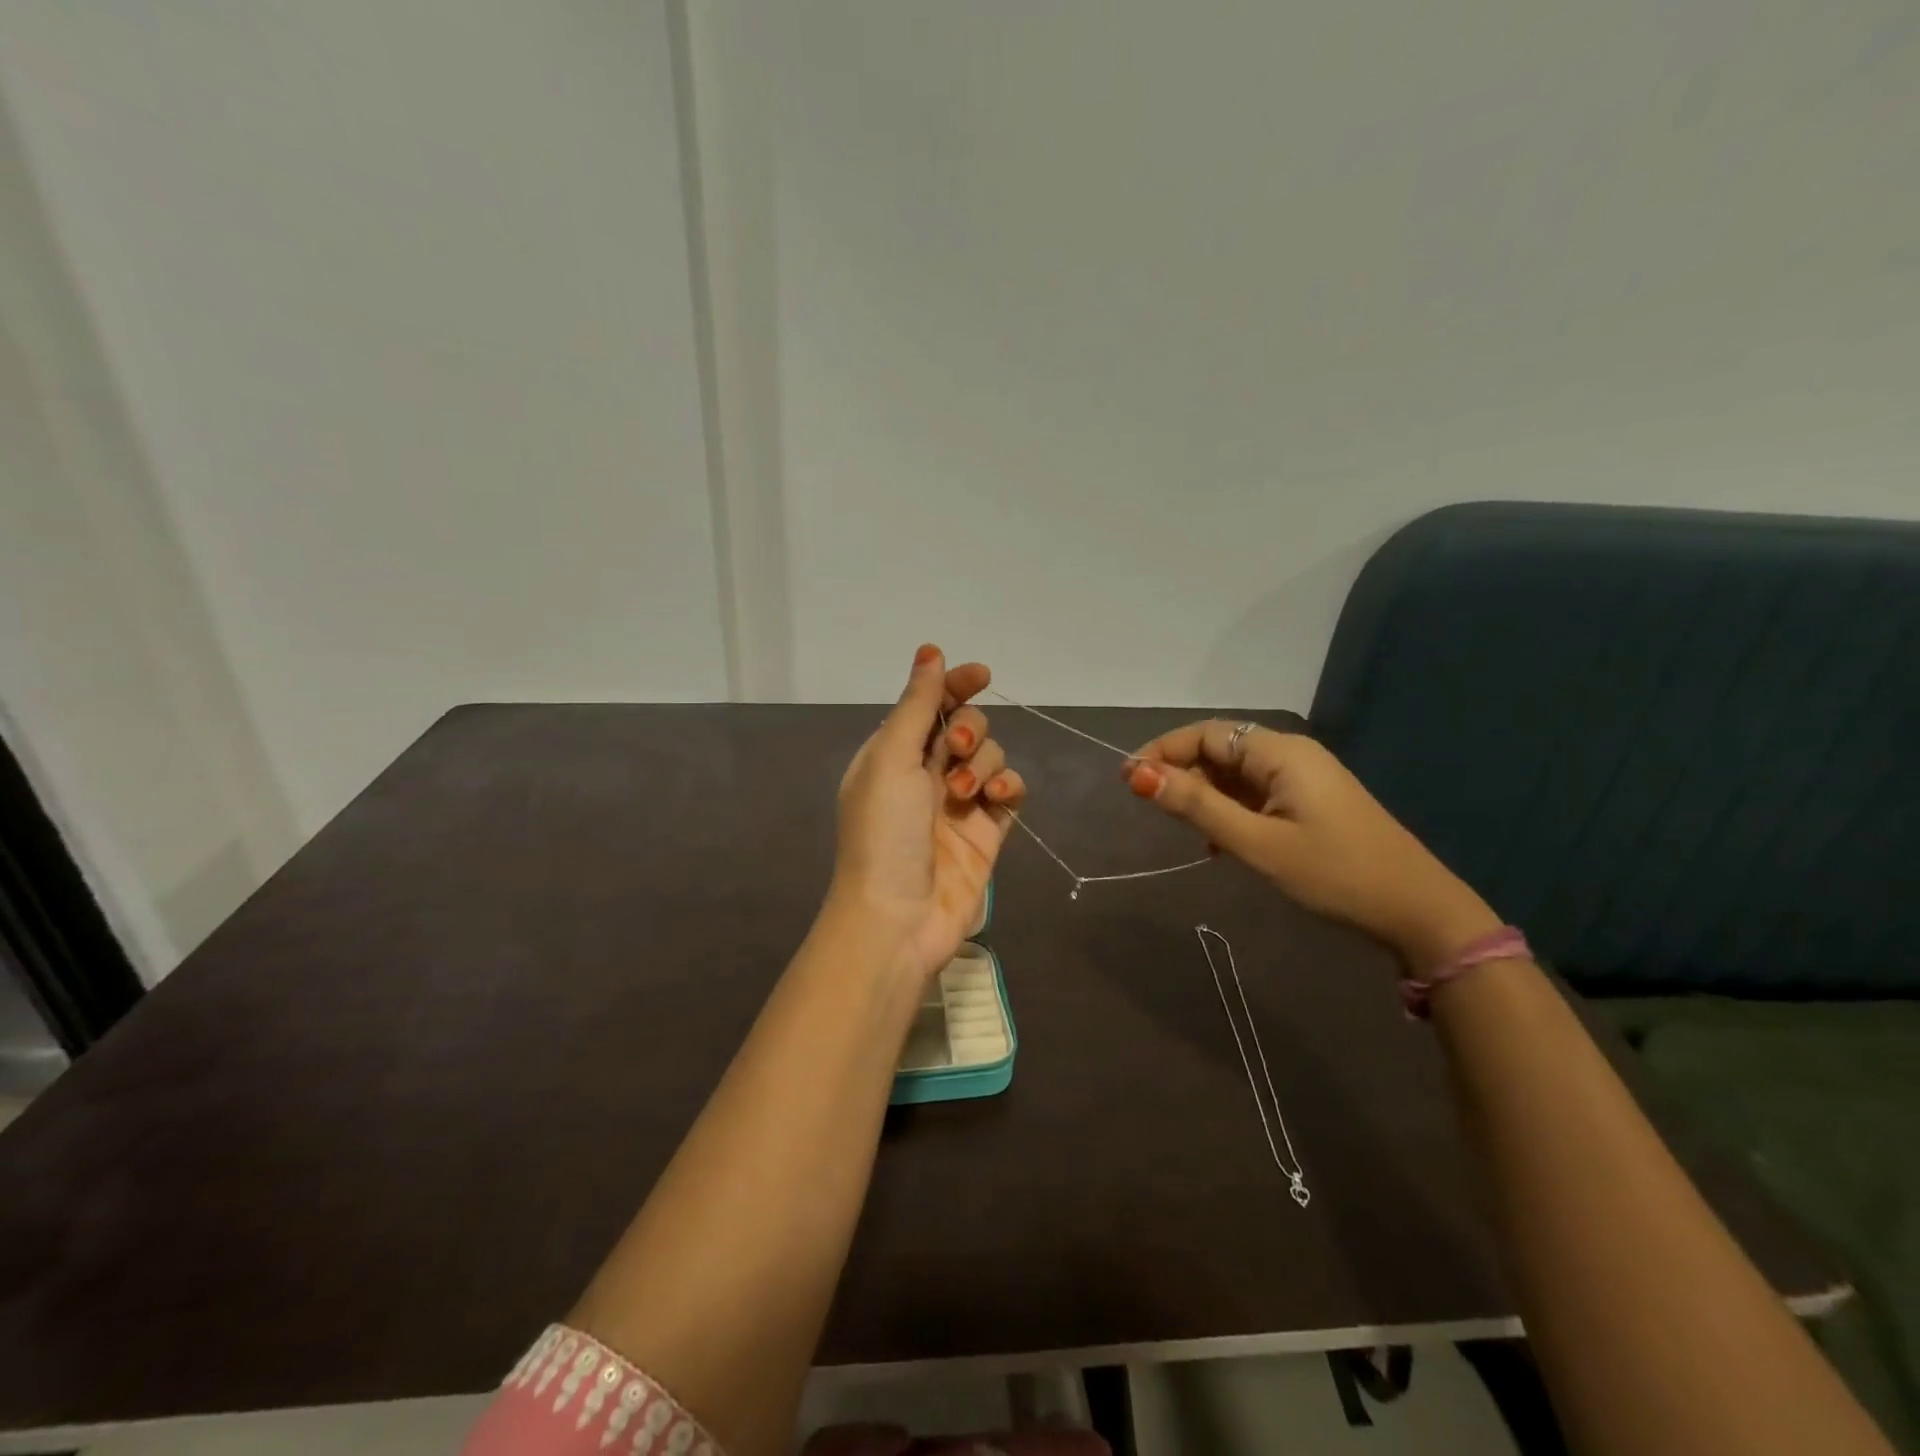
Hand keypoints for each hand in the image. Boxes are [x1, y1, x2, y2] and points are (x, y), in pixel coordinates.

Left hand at [830, 645, 1027, 980]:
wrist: (898, 917)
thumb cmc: (883, 832)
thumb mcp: (891, 759)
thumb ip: (916, 705)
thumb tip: (930, 651)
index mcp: (892, 754)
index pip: (930, 705)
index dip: (954, 686)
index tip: (979, 674)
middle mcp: (925, 773)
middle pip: (965, 726)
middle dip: (967, 729)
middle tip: (952, 751)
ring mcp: (959, 802)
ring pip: (991, 755)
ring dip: (983, 761)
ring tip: (965, 792)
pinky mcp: (987, 830)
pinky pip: (1010, 790)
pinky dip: (1008, 785)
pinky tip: (996, 796)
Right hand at [1125, 722, 1500, 972]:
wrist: (1417, 911)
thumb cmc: (1334, 874)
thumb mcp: (1256, 843)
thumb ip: (1197, 806)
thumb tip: (1139, 776)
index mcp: (1280, 752)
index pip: (1205, 734)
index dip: (1162, 751)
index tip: (1128, 781)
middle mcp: (1291, 754)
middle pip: (1219, 749)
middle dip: (1182, 773)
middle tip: (1154, 810)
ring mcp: (1304, 778)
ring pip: (1236, 773)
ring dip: (1205, 794)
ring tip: (1186, 831)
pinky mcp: (1311, 802)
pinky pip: (1256, 792)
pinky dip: (1229, 808)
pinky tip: (1220, 841)